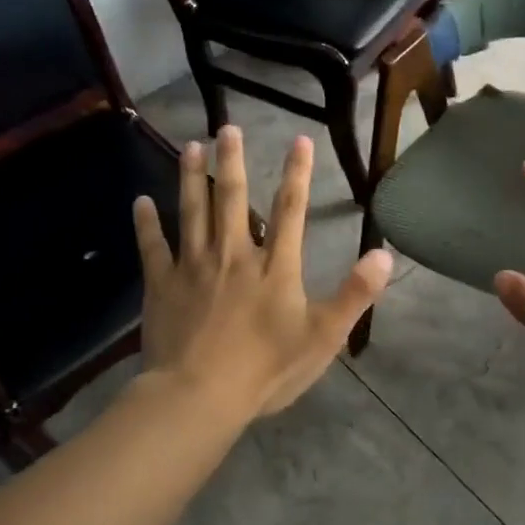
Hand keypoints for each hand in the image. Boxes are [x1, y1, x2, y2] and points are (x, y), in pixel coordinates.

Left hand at [133, 127, 392, 423]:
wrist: (199, 396)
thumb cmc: (266, 369)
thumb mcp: (323, 336)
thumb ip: (355, 294)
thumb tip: (384, 254)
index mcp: (275, 266)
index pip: (290, 210)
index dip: (296, 173)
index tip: (299, 140)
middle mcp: (234, 255)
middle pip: (232, 199)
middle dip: (233, 161)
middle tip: (228, 127)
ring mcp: (194, 267)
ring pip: (192, 212)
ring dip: (191, 178)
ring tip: (191, 146)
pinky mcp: (162, 285)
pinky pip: (153, 247)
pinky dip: (146, 223)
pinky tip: (141, 202)